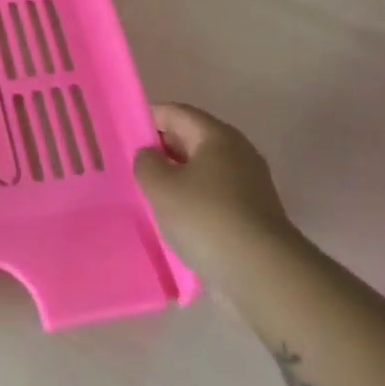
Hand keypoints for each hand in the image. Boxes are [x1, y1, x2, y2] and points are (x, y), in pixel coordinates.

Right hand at [134, 103, 292, 281]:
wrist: (261, 272)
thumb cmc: (205, 217)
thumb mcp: (161, 186)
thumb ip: (146, 163)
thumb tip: (150, 155)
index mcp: (217, 136)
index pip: (176, 113)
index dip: (148, 117)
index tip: (123, 132)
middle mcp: (238, 153)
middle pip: (192, 139)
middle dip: (161, 148)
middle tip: (131, 164)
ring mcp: (249, 184)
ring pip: (203, 170)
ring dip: (176, 177)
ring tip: (147, 193)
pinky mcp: (252, 214)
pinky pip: (213, 195)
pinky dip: (192, 200)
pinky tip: (174, 218)